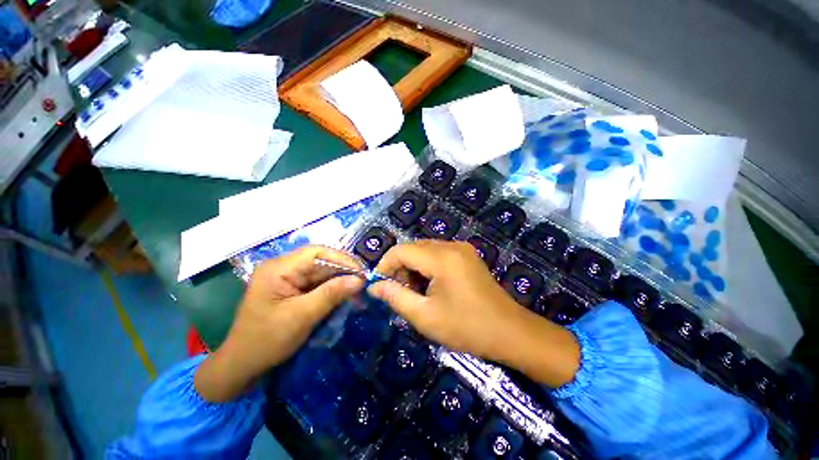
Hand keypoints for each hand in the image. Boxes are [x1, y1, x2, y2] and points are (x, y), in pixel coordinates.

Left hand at [195, 246, 363, 401]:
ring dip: (339, 281)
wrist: (241, 366)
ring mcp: (287, 278)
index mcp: (278, 268)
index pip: (317, 253)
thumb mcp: (301, 317)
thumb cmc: (266, 341)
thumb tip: (359, 280)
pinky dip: (331, 289)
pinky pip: (317, 283)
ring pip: (321, 273)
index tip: (361, 272)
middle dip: (343, 271)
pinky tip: (344, 296)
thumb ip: (331, 294)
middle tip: (363, 283)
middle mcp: (283, 267)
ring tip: (357, 291)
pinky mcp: (291, 289)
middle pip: (320, 261)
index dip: (342, 259)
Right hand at [368, 240, 579, 387]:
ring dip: (413, 268)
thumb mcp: (425, 316)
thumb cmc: (466, 327)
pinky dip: (427, 267)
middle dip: (400, 268)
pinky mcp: (467, 256)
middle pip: (413, 248)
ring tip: (415, 293)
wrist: (510, 332)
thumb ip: (395, 297)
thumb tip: (374, 286)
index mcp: (442, 257)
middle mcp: (452, 245)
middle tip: (398, 293)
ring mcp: (462, 249)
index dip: (385, 265)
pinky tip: (430, 286)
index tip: (378, 285)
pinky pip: (438, 254)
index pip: (401, 250)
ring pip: (425, 250)